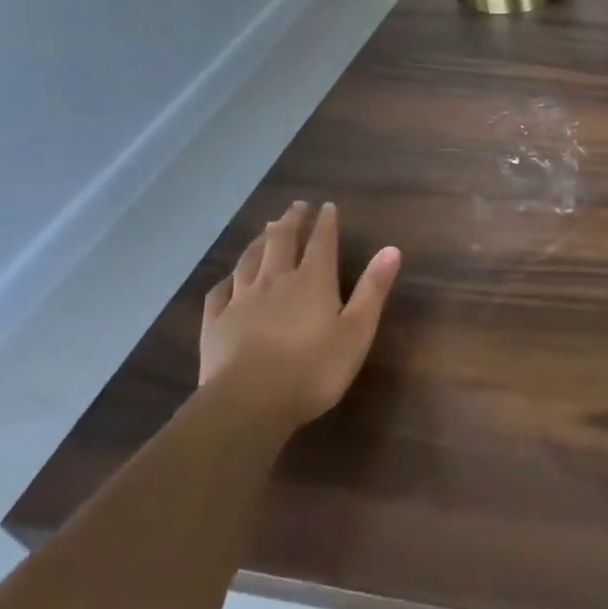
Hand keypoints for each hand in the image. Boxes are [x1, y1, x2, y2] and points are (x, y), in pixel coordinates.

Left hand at [198, 201, 400, 429]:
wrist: (249, 402)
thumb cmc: (314, 369)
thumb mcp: (357, 331)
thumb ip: (373, 289)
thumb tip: (391, 249)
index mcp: (312, 281)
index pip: (322, 242)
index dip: (326, 223)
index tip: (327, 205)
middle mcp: (275, 281)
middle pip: (282, 241)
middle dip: (291, 221)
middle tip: (296, 206)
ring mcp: (241, 300)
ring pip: (250, 260)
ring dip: (260, 241)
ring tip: (266, 229)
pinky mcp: (215, 323)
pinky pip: (220, 292)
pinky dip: (228, 278)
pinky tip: (229, 278)